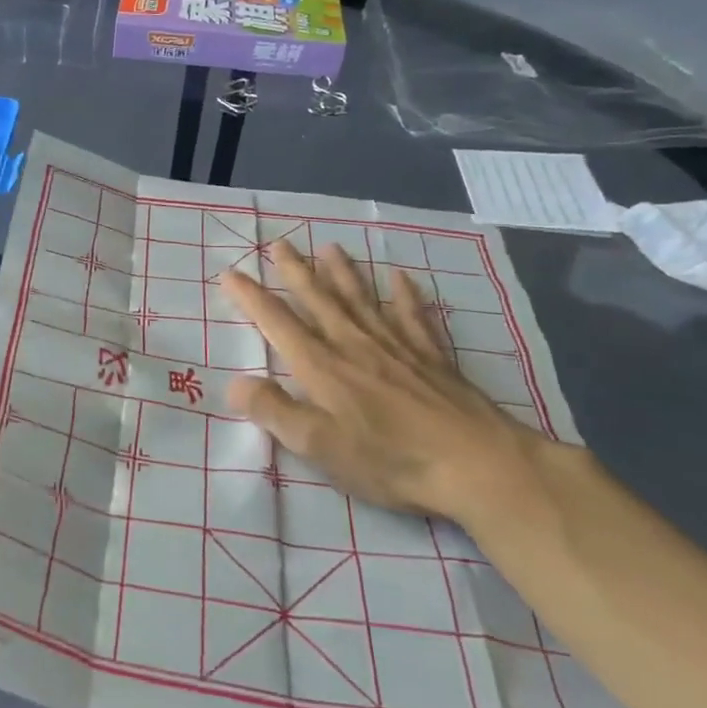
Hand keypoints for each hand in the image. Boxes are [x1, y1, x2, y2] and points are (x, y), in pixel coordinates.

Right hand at [219, 240, 553, 524]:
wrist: (476, 464)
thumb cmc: (389, 458)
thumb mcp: (318, 445)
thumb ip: (274, 411)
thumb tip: (235, 384)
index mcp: (322, 366)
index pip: (278, 322)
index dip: (251, 297)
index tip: (230, 273)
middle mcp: (354, 344)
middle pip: (319, 299)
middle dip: (295, 271)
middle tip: (280, 243)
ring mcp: (396, 346)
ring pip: (362, 299)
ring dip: (343, 273)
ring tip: (330, 247)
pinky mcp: (431, 357)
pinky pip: (414, 317)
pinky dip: (406, 295)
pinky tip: (402, 278)